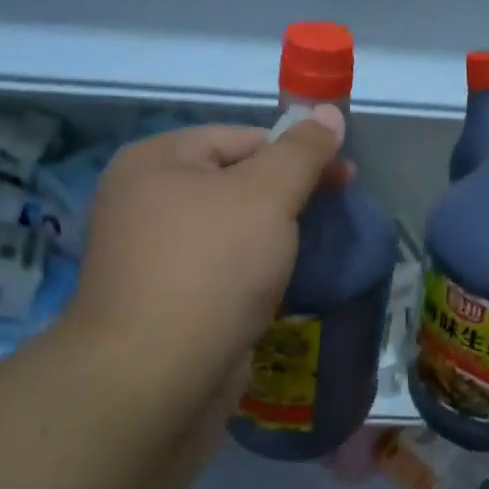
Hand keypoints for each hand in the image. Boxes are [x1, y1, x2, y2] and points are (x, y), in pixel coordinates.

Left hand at [62, 109, 348, 404]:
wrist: (156, 377)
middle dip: (287, 196)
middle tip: (334, 212)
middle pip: (234, 182)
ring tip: (312, 251)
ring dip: (273, 237)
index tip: (344, 176)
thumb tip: (328, 111)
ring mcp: (152, 256)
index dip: (296, 151)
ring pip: (230, 230)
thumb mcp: (267, 195)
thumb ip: (302, 152)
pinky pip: (221, 271)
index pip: (239, 138)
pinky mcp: (166, 302)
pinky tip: (281, 286)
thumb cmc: (212, 267)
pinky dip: (253, 273)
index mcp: (155, 162)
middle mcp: (144, 202)